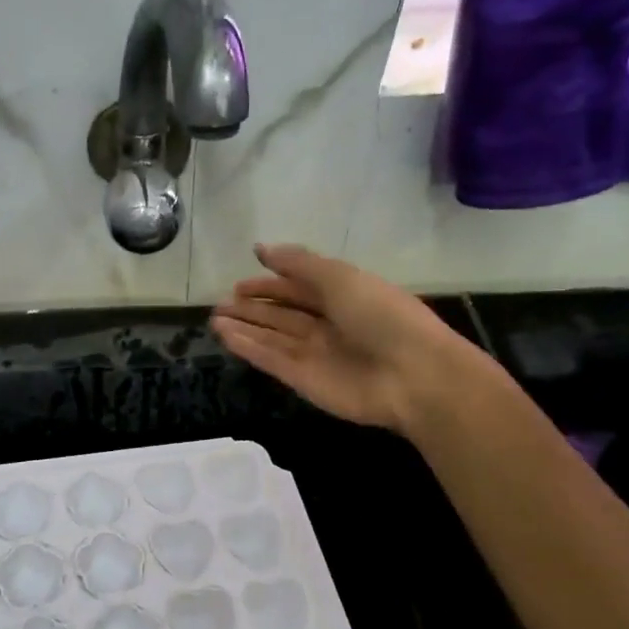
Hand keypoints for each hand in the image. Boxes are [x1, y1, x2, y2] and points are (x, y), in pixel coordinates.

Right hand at [211, 244, 474, 433]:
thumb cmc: (382, 316)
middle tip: (221, 303)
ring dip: (245, 328)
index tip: (240, 283)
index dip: (271, 285)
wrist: (413, 376)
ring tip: (215, 319)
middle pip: (283, 315)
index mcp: (344, 296)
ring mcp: (316, 354)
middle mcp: (329, 324)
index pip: (299, 288)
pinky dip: (249, 348)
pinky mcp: (304, 380)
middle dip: (253, 308)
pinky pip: (271, 360)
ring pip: (273, 337)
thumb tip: (261, 248)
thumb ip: (298, 263)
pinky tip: (226, 336)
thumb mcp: (340, 277)